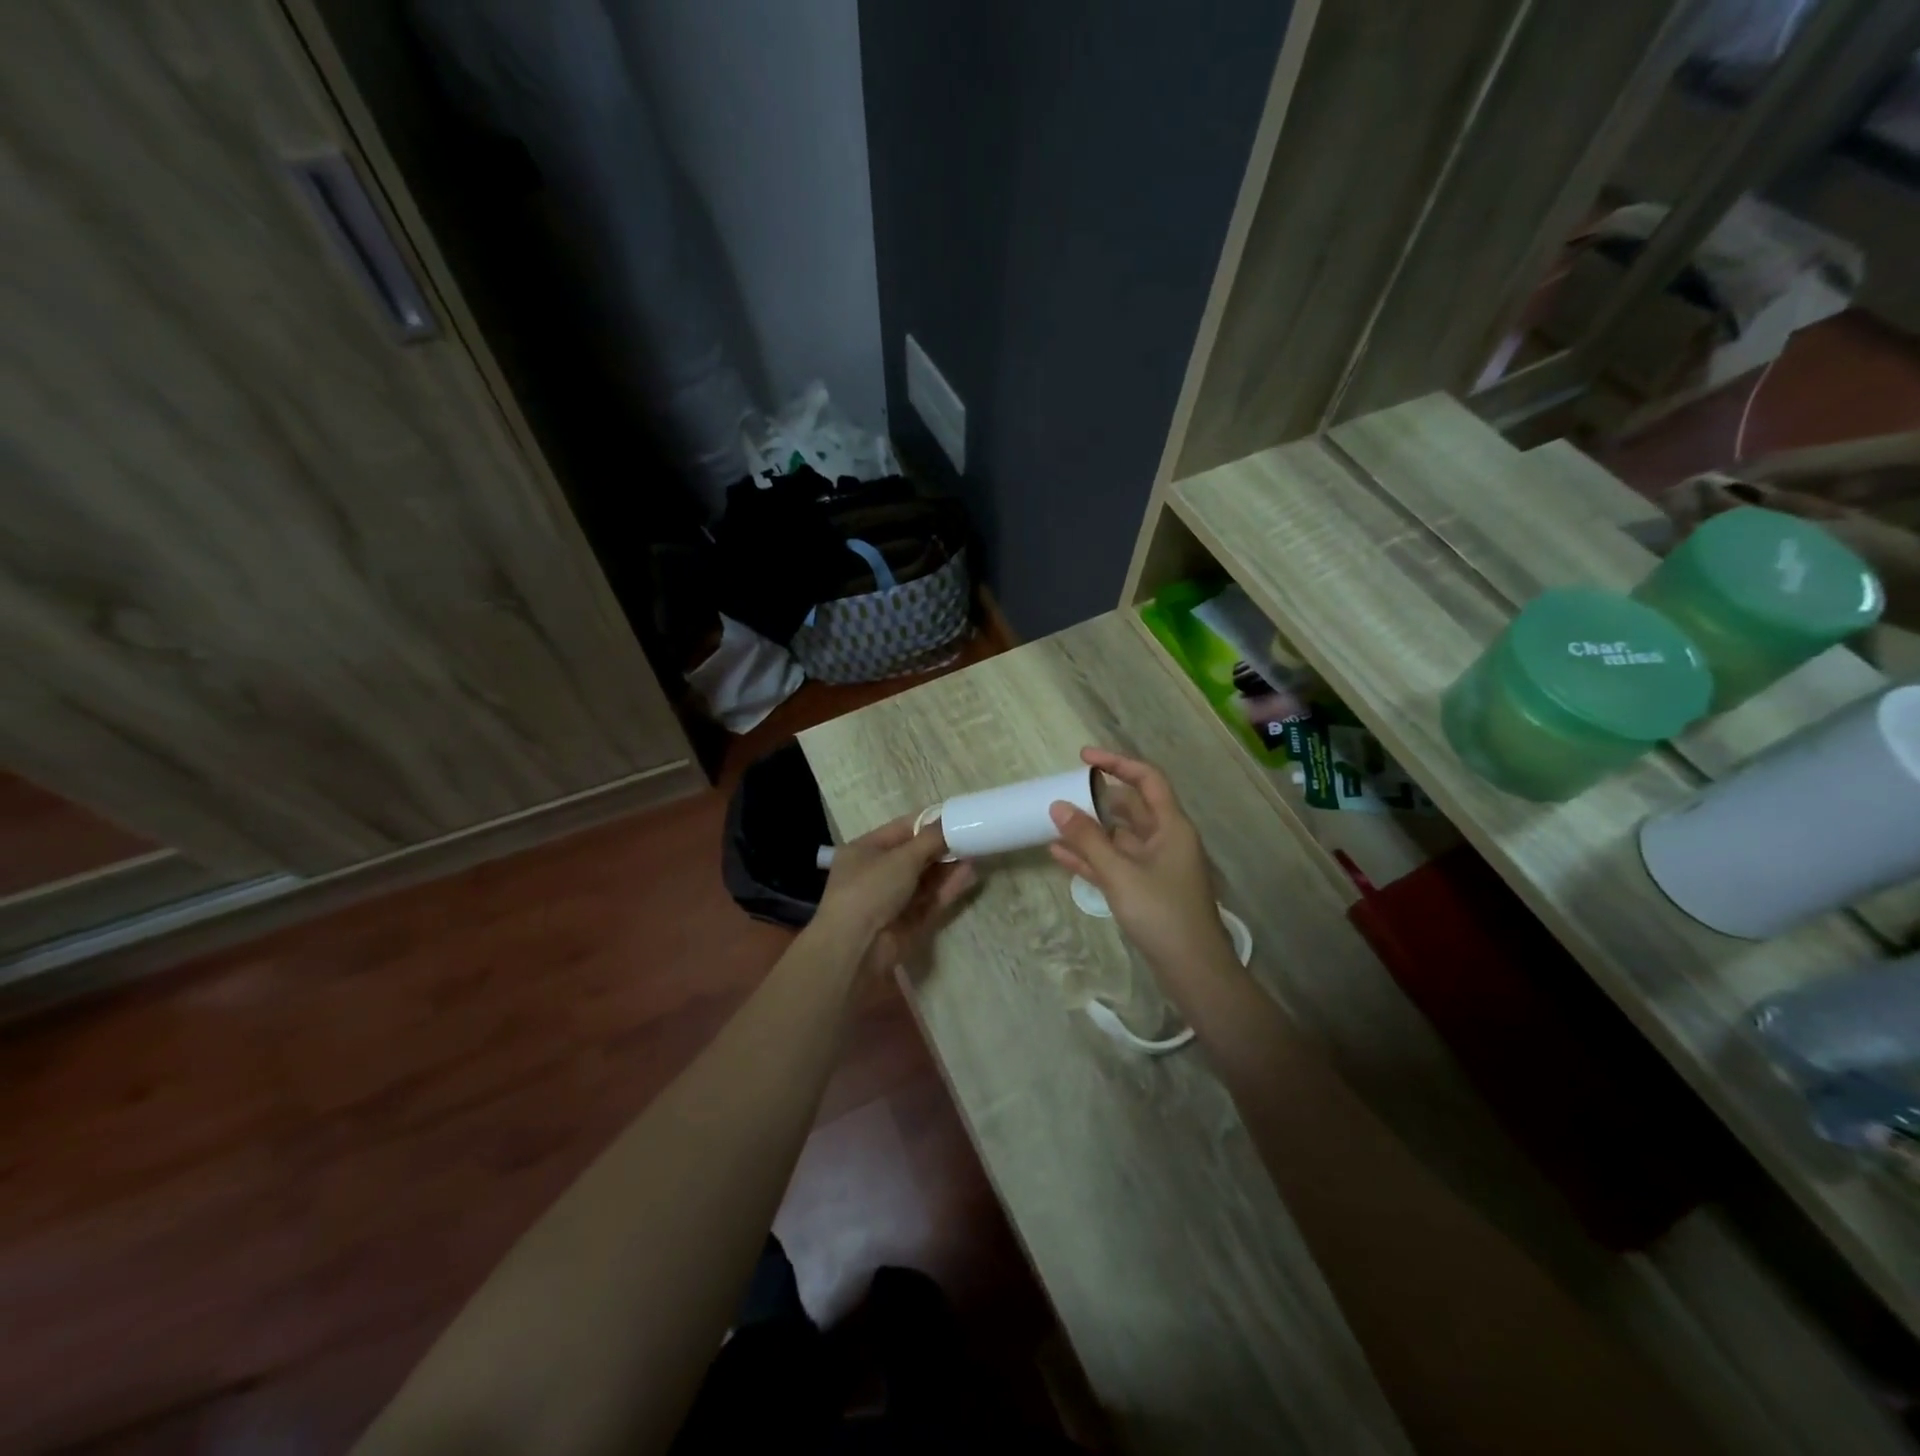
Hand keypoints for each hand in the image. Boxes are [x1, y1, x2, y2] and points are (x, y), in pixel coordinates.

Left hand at [816, 814, 976, 977]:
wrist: (856, 948)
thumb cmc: (871, 889)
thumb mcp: (901, 858)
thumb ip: (930, 839)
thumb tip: (949, 820)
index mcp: (865, 850)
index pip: (901, 830)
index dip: (928, 823)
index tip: (957, 817)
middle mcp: (876, 873)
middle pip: (915, 855)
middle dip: (942, 847)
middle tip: (972, 836)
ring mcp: (891, 900)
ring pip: (925, 879)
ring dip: (948, 868)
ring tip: (976, 854)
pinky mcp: (906, 922)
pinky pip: (929, 900)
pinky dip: (947, 888)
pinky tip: (969, 875)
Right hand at [1048, 748, 1239, 991]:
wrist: (1193, 970)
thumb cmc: (1162, 913)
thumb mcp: (1120, 873)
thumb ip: (1088, 839)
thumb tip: (1058, 806)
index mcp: (1171, 826)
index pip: (1147, 780)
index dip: (1117, 763)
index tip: (1083, 758)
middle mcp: (1166, 840)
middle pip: (1130, 807)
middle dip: (1097, 799)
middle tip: (1063, 794)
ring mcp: (1156, 866)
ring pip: (1119, 837)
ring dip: (1090, 830)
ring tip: (1054, 823)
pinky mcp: (1146, 889)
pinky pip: (1114, 863)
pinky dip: (1091, 858)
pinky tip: (1059, 855)